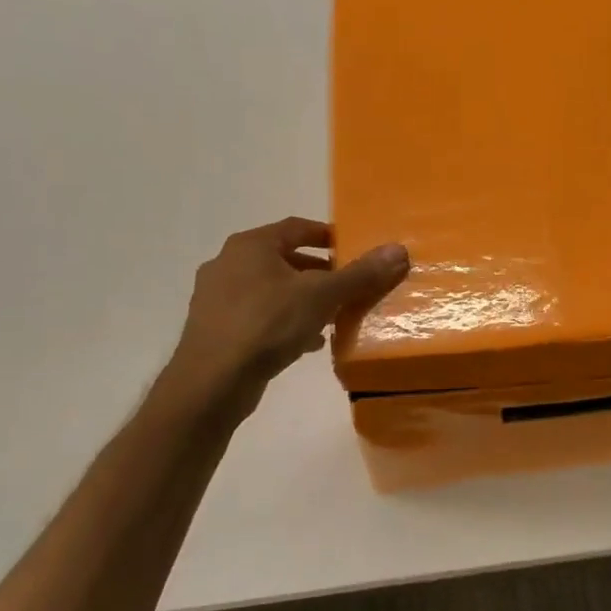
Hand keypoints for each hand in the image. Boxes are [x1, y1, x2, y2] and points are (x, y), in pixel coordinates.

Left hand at [163, 217, 408, 400]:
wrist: (212, 382)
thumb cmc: (267, 324)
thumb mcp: (322, 296)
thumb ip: (360, 274)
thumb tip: (399, 250)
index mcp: (250, 245)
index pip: (296, 228)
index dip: (327, 236)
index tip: (352, 249)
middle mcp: (228, 264)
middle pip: (284, 259)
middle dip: (319, 272)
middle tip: (347, 285)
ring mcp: (216, 298)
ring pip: (271, 290)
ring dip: (303, 299)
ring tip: (333, 316)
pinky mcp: (215, 329)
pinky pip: (259, 316)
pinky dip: (285, 322)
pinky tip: (307, 342)